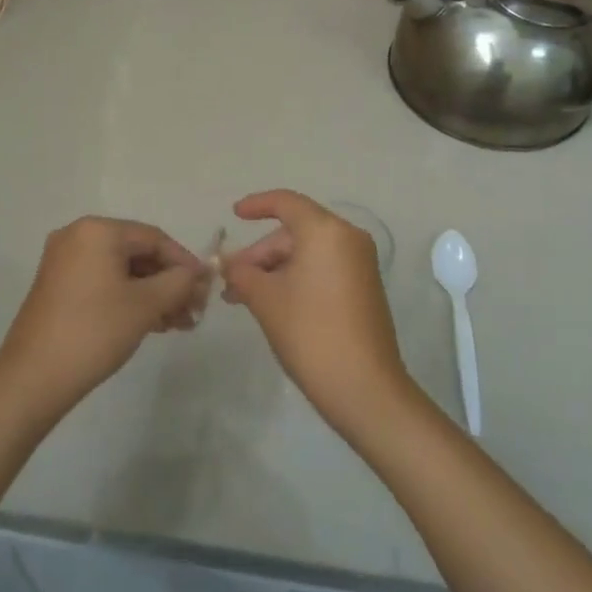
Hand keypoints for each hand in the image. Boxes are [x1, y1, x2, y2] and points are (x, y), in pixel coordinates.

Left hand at [0, 216, 210, 420]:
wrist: (33, 378)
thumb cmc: (95, 331)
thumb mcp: (146, 305)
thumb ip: (179, 282)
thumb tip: (200, 273)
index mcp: (97, 230)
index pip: (154, 238)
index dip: (185, 263)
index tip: (206, 290)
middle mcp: (77, 236)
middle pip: (137, 253)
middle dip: (169, 282)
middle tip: (193, 312)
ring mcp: (63, 261)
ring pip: (121, 270)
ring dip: (152, 294)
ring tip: (177, 324)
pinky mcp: (57, 286)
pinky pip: (102, 282)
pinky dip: (128, 298)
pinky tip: (150, 323)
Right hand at [220, 190, 415, 436]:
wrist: (364, 388)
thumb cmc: (310, 332)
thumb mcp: (265, 299)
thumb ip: (241, 272)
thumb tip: (226, 262)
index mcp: (326, 231)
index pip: (286, 203)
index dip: (256, 205)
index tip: (233, 215)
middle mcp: (348, 238)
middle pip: (295, 231)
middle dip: (260, 253)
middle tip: (232, 281)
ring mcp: (360, 264)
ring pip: (307, 252)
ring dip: (274, 270)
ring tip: (244, 299)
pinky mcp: (364, 287)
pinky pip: (323, 268)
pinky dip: (295, 278)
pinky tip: (272, 303)